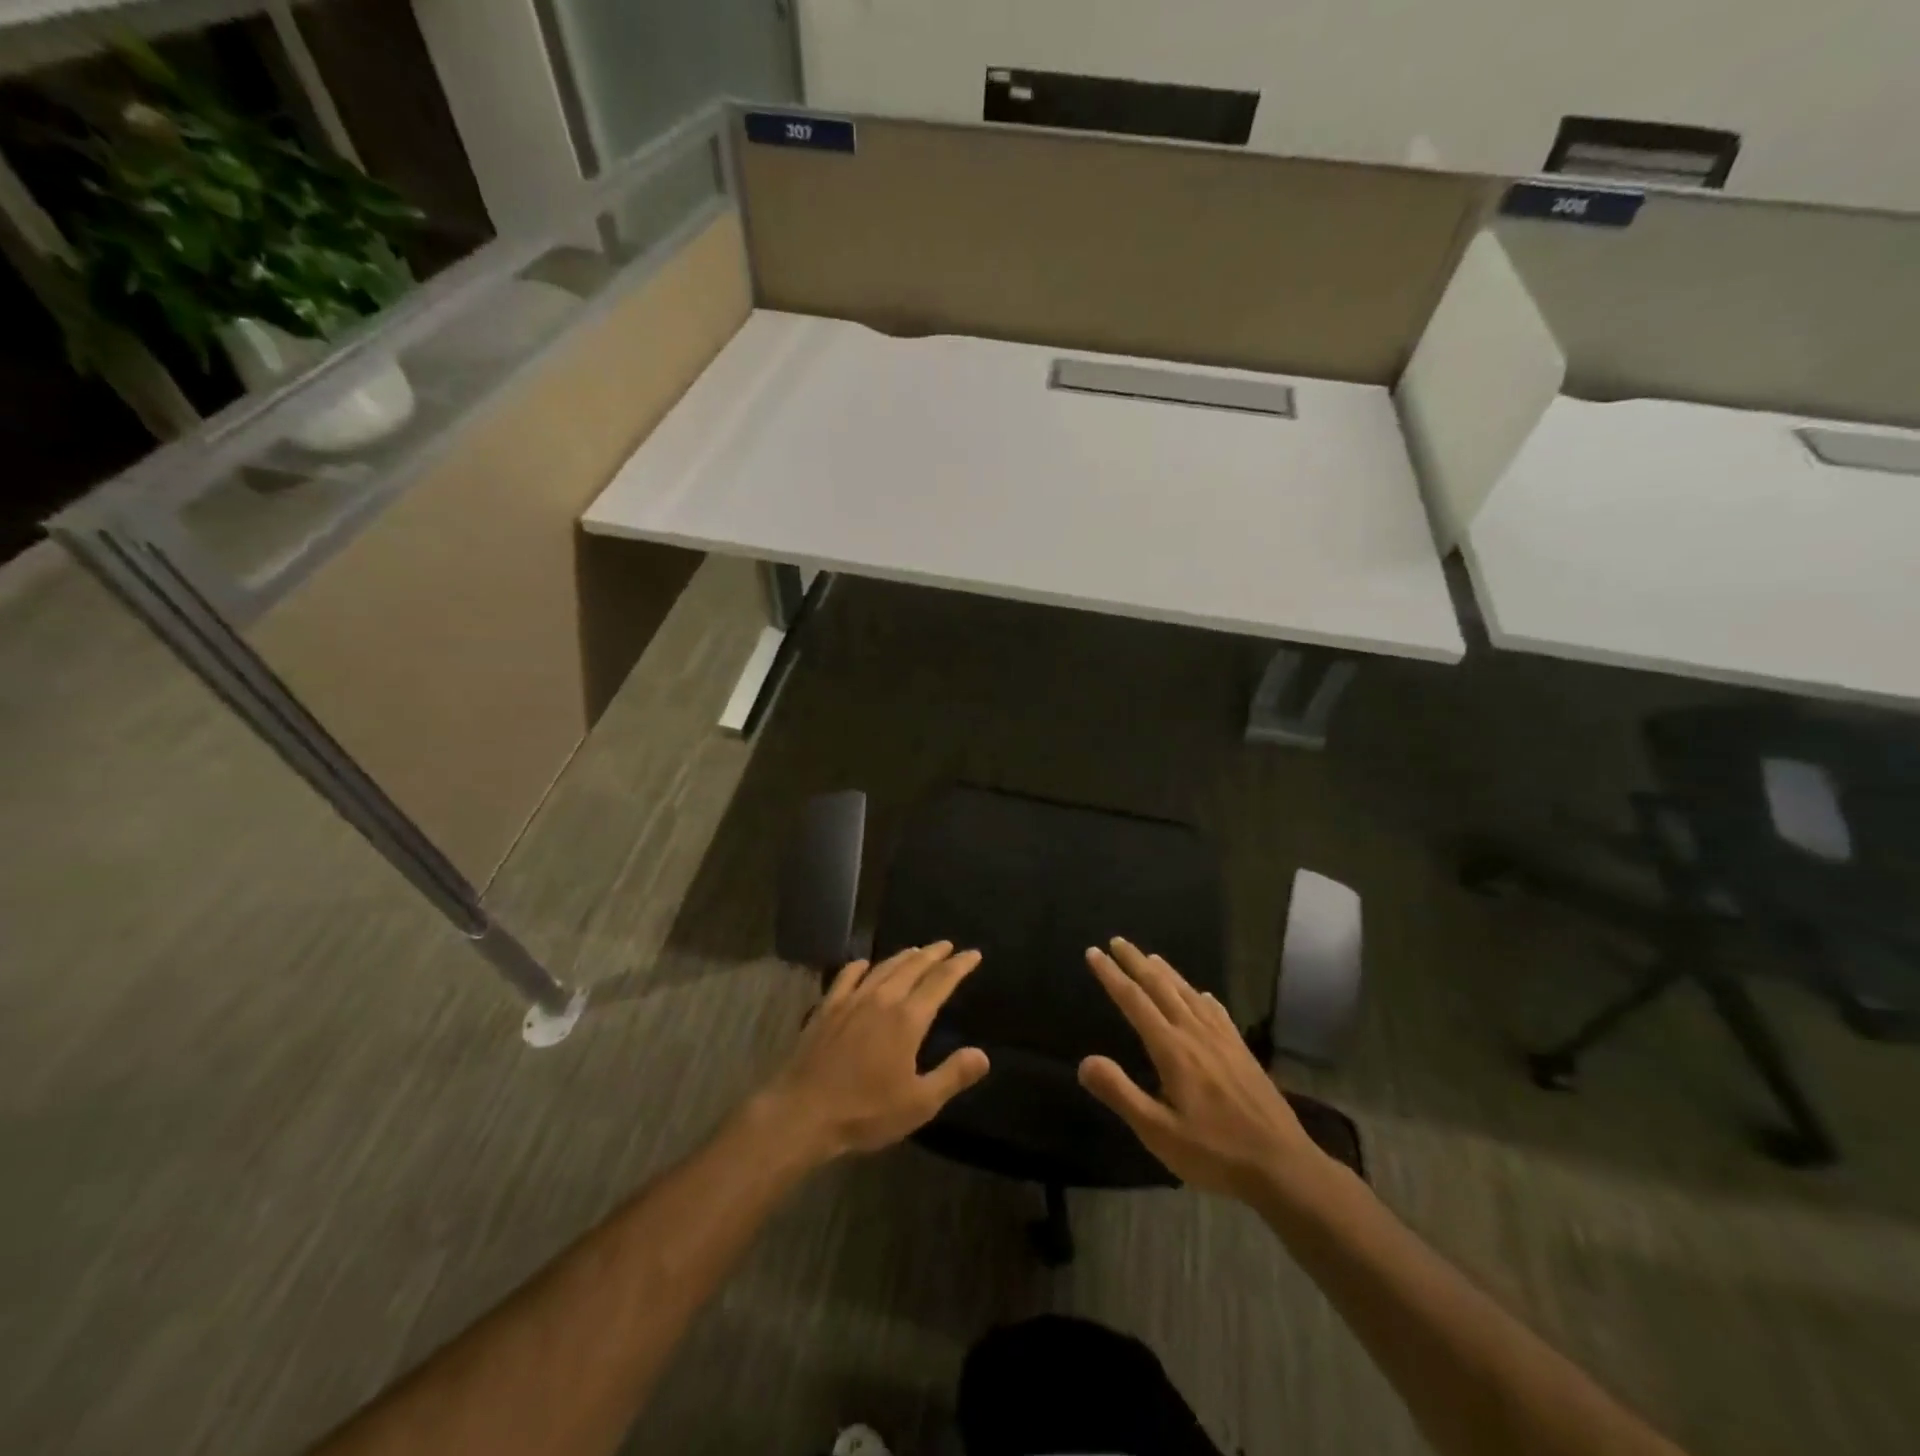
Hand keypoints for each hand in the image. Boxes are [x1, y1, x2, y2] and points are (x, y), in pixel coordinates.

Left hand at [761, 941, 990, 1160]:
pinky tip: (863, 964)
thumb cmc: (865, 1111)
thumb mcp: (918, 1103)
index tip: (973, 954)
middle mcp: (882, 999)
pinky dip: (860, 966)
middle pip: (912, 966)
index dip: (959, 966)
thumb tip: (982, 1054)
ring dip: (903, 956)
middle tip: (947, 945)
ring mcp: (851, 1000)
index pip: (940, 981)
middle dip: (933, 954)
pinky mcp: (827, 1008)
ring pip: (883, 968)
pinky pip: (847, 977)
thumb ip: (953, 1075)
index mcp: (908, 1019)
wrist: (803, 1112)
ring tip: (915, 950)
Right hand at [1078, 938, 1327, 1202]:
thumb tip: (1084, 1061)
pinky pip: (1216, 1011)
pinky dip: (1201, 995)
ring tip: (1151, 957)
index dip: (1112, 975)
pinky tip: (1202, 995)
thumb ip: (1121, 1093)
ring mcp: (1223, 1040)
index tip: (1093, 952)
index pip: (1134, 1001)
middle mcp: (1196, 1033)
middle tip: (1117, 941)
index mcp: (1172, 1049)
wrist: (1283, 1166)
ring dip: (1166, 972)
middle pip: (1161, 987)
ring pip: (1189, 993)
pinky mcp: (1242, 1051)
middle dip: (1136, 962)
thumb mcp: (1158, 1132)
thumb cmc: (1215, 1153)